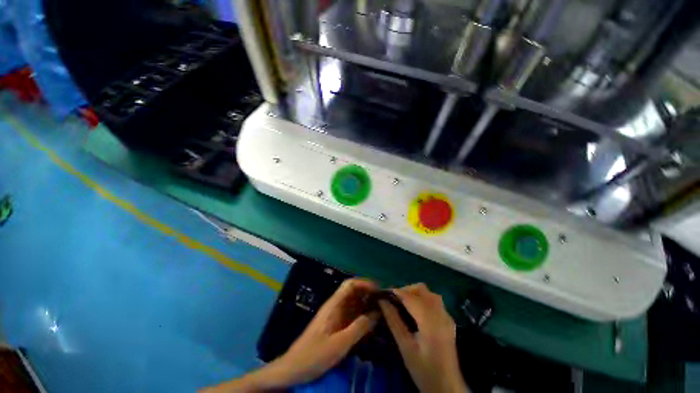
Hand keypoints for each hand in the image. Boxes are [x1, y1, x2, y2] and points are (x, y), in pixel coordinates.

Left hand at [276, 278, 379, 382]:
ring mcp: (336, 315)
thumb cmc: (314, 355)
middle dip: (368, 293)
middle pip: (353, 292)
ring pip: (354, 303)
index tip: (379, 290)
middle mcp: (335, 306)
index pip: (350, 285)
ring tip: (383, 311)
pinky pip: (352, 315)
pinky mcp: (336, 325)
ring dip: (367, 304)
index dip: (364, 283)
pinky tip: (372, 323)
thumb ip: (358, 328)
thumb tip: (377, 313)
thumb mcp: (339, 344)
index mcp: (334, 305)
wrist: (293, 369)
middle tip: (385, 301)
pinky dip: (363, 315)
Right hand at [379, 283, 468, 392]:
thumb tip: (382, 301)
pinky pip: (435, 302)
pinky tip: (417, 311)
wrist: (447, 387)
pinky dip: (424, 300)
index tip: (383, 293)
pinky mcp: (449, 321)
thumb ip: (394, 321)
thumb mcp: (405, 347)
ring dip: (415, 293)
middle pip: (422, 289)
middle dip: (406, 290)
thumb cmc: (424, 370)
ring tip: (404, 304)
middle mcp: (440, 314)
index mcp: (429, 321)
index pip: (410, 297)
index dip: (396, 292)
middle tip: (393, 300)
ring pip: (429, 293)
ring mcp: (447, 317)